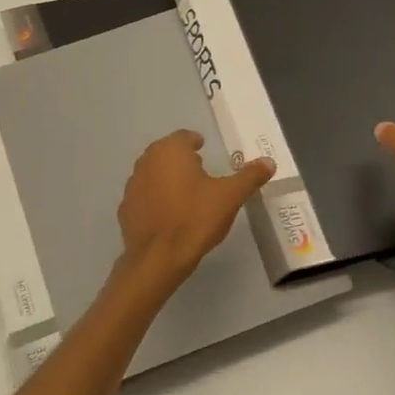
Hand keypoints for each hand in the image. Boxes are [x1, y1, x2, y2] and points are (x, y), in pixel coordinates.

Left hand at [116, 130, 275, 286]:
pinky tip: (167, 215)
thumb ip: (249, 176)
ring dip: (165, 178)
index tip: (203, 150)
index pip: (183, 137)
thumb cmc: (196, 218)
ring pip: (152, 173)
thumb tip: (269, 162)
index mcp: (170, 151)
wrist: (158, 257)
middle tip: (197, 171)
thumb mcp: (230, 197)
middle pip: (165, 152)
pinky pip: (143, 197)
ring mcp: (132, 185)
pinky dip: (154, 200)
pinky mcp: (125, 208)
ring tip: (183, 194)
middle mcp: (147, 161)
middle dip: (180, 159)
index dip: (195, 142)